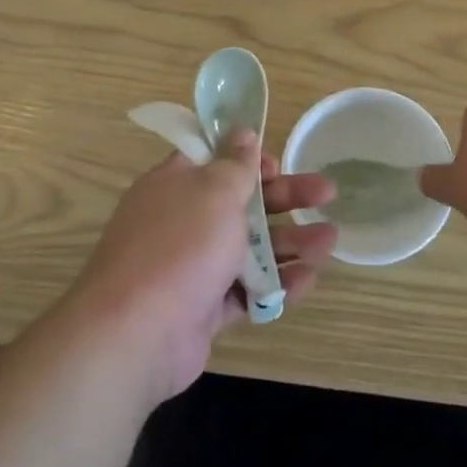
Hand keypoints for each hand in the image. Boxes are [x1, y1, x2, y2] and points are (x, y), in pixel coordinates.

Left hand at [72, 131, 337, 405]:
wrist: (137, 333)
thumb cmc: (181, 245)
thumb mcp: (215, 191)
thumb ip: (236, 164)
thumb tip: (242, 133)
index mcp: (177, 185)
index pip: (214, 161)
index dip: (248, 159)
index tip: (277, 164)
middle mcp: (183, 222)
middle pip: (242, 203)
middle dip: (286, 198)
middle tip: (326, 192)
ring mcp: (192, 268)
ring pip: (249, 249)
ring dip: (290, 243)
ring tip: (329, 242)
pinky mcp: (203, 309)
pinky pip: (245, 291)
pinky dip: (275, 285)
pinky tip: (307, 280)